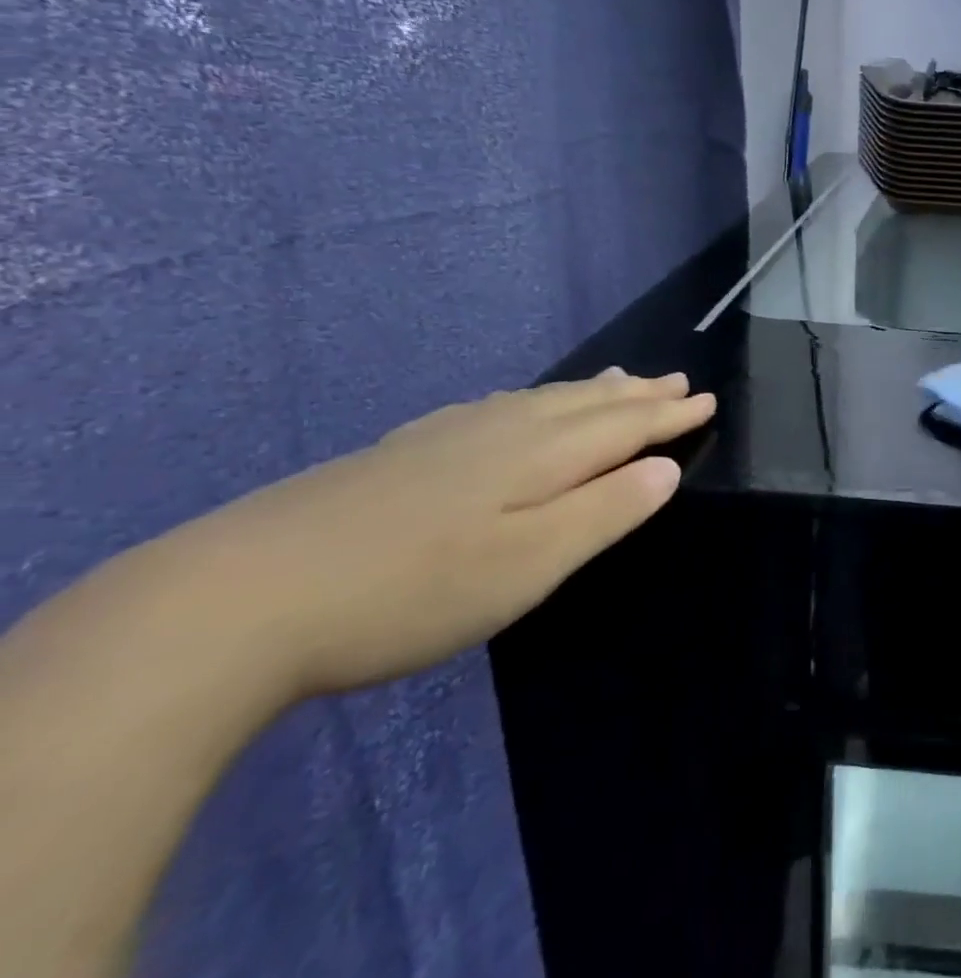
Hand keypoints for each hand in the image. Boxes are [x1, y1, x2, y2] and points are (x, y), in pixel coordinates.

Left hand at [150, 369, 715, 700]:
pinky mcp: (402, 454)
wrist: (237, 599)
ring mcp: (446, 439)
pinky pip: (496, 408)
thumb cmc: (411, 591)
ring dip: (589, 391)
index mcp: (539, 456)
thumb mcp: (529, 564)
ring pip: (539, 400)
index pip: (623, 426)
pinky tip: (516, 407)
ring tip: (617, 379)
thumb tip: (664, 470)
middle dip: (637, 394)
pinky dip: (531, 400)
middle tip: (674, 378)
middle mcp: (500, 431)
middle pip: (585, 403)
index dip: (668, 415)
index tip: (707, 399)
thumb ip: (605, 512)